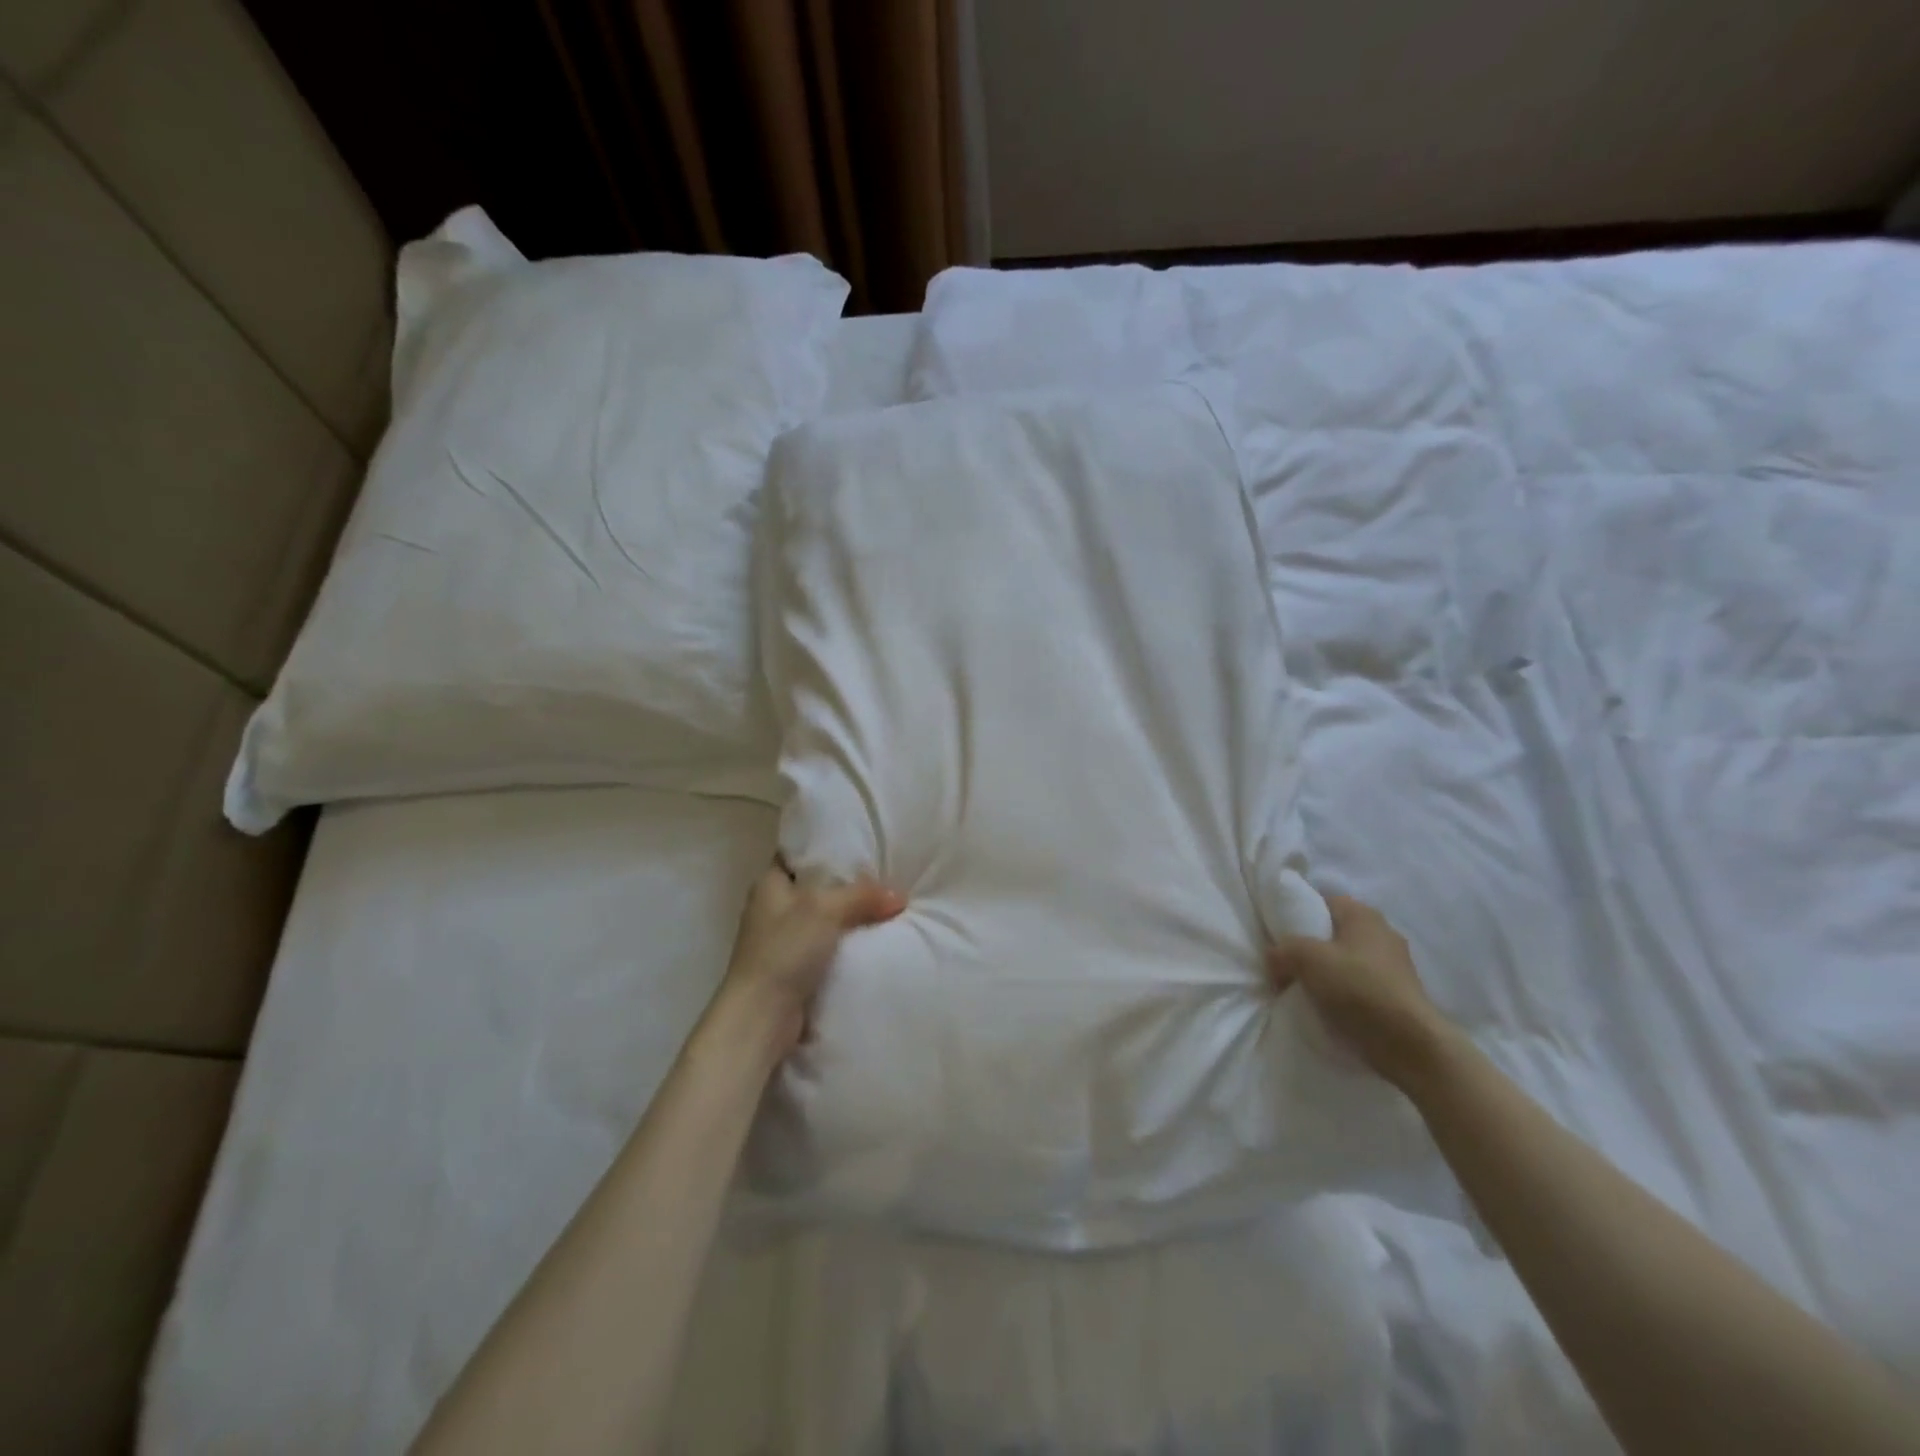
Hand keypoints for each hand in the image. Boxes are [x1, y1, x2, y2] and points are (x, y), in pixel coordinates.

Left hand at [718, 862, 904, 1056]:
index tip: (861, 844)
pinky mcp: (794, 968)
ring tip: (887, 906)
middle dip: (848, 884)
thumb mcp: (825, 909)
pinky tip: (874, 939)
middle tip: (885, 875)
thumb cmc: (784, 950)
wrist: (762, 1016)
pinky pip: (827, 947)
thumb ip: (863, 895)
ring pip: (824, 918)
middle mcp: (773, 907)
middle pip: (817, 887)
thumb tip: (899, 896)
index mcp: (769, 883)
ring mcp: (782, 940)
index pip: (799, 854)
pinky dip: (846, 944)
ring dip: (850, 917)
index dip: (828, 847)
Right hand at [1267, 894, 1452, 1090]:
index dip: (1297, 913)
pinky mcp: (1396, 996)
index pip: (1323, 901)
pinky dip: (1341, 994)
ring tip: (1301, 989)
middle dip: (1309, 947)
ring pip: (1344, 961)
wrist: (1410, 1045)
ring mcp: (1393, 967)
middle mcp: (1382, 934)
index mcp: (1364, 915)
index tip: (1278, 933)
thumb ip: (1281, 951)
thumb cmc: (1358, 988)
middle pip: (1333, 933)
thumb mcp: (1306, 959)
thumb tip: (1273, 959)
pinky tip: (1325, 1008)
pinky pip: (1357, 986)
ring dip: (1324, 974)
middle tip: (1285, 963)